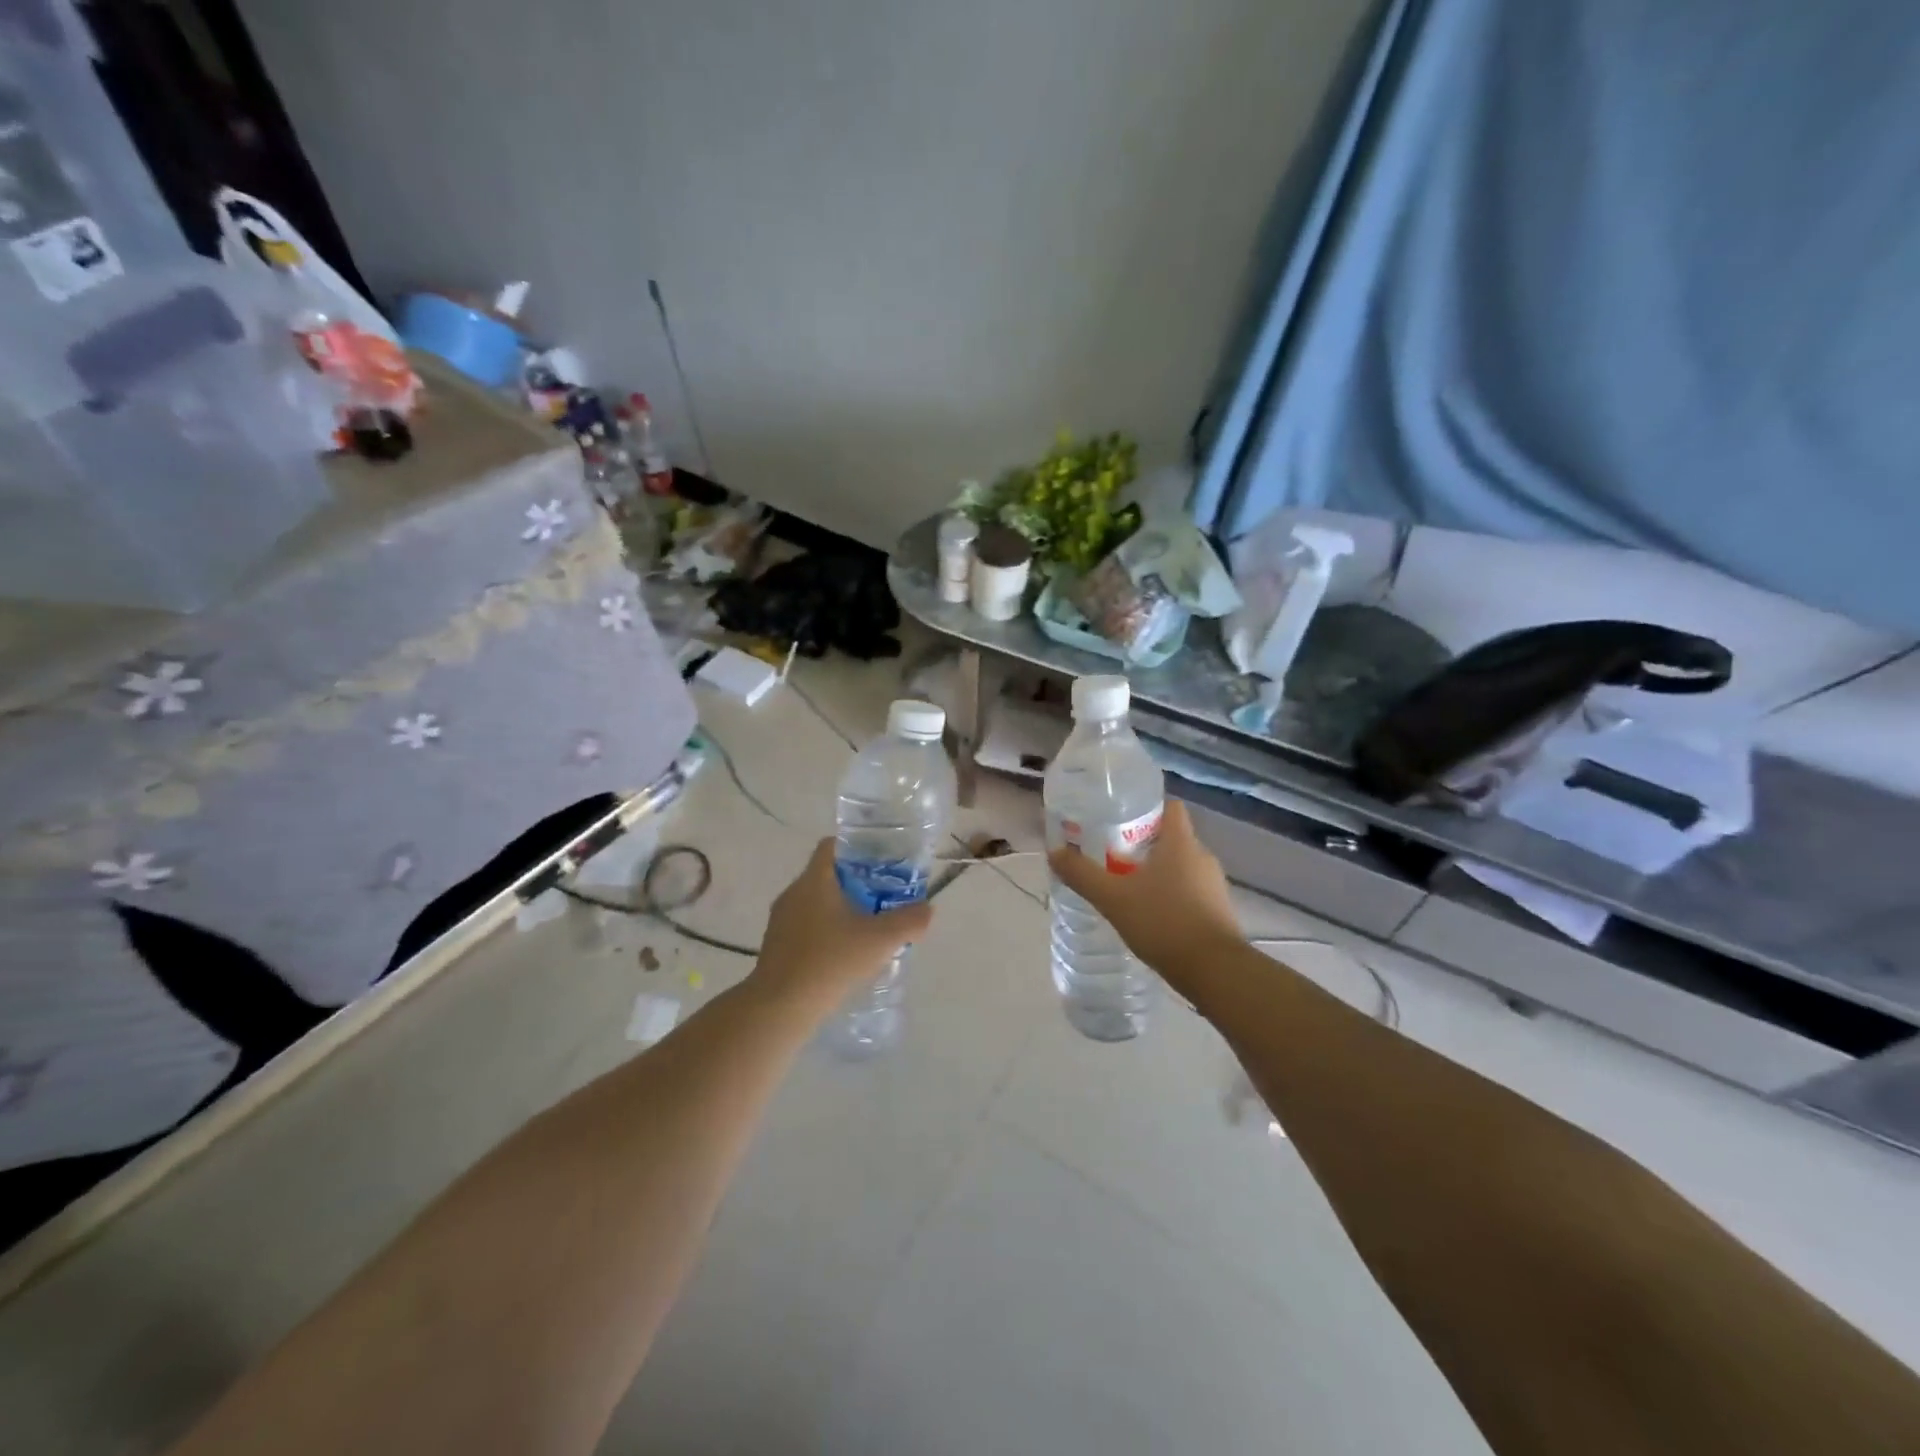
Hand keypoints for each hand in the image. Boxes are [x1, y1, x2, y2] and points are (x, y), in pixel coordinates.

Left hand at [752, 840, 933, 1013]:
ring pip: (814, 903)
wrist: (780, 1008)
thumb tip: (927, 909)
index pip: (831, 846)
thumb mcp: (880, 940)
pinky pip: (804, 928)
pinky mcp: (775, 946)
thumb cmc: (830, 961)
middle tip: (882, 897)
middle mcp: (793, 893)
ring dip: (839, 911)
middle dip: (854, 883)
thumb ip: (909, 921)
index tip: (880, 862)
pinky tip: (842, 955)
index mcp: (814, 880)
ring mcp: (780, 921)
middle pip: (826, 875)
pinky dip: (824, 933)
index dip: (856, 848)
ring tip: (866, 929)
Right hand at [1047, 800, 1239, 991]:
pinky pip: (1190, 892)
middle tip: (1111, 855)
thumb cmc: (1164, 922)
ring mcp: (1214, 886)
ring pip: (1181, 867)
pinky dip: (1170, 896)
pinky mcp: (1218, 912)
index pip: (1170, 807)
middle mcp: (1202, 857)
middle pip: (1172, 838)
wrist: (1214, 971)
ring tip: (1126, 887)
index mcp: (1181, 843)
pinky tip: (1149, 915)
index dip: (1147, 807)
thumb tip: (1054, 852)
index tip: (1120, 818)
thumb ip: (1082, 875)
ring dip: (1157, 872)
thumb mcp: (1113, 898)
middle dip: (1143, 844)